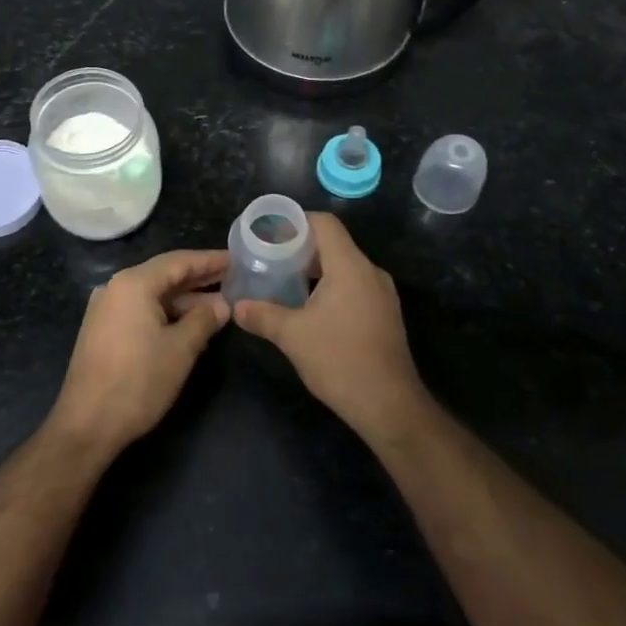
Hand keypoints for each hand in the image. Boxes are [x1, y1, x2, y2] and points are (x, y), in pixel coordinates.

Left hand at [48, 249, 229, 456]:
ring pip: (153, 295)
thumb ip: (204, 320)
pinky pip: (141, 310)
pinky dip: (166, 313)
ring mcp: (106, 309)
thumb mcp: (180, 349)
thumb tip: (223, 305)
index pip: (179, 261)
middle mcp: (116, 288)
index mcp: (133, 284)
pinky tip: (190, 323)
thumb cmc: (138, 381)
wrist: (87, 424)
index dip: (210, 260)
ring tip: (219, 305)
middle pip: (164, 275)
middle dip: (199, 278)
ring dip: (184, 299)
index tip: (236, 259)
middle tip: (233, 279)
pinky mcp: (103, 330)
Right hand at [232, 214, 428, 444]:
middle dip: (302, 247)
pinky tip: (310, 307)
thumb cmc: (339, 360)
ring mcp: (382, 294)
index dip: (297, 221)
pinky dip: (332, 286)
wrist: (389, 404)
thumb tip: (237, 307)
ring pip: (345, 267)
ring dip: (316, 269)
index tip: (270, 232)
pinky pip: (355, 286)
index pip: (325, 224)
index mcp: (350, 267)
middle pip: (335, 244)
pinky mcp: (385, 314)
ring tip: (286, 281)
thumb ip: (262, 315)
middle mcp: (370, 272)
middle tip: (271, 257)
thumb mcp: (292, 336)